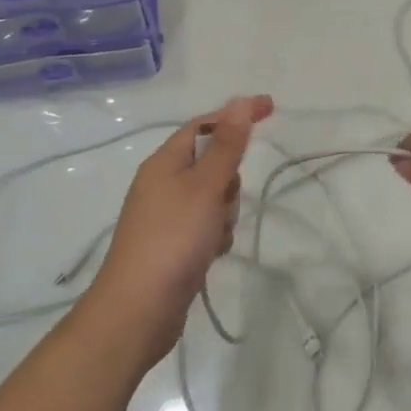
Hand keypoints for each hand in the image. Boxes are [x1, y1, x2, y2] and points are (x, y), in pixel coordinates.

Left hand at [79, 95, 273, 371]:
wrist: (138, 309)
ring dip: (224, 212)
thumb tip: (241, 101)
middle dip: (228, 179)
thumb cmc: (173, 238)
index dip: (236, 115)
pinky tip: (211, 254)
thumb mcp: (205, 186)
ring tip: (214, 235)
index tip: (271, 108)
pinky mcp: (173, 244)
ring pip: (213, 198)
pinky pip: (206, 225)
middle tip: (223, 200)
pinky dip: (215, 235)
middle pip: (212, 163)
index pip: (204, 124)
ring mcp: (166, 216)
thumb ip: (227, 145)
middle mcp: (162, 184)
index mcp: (164, 162)